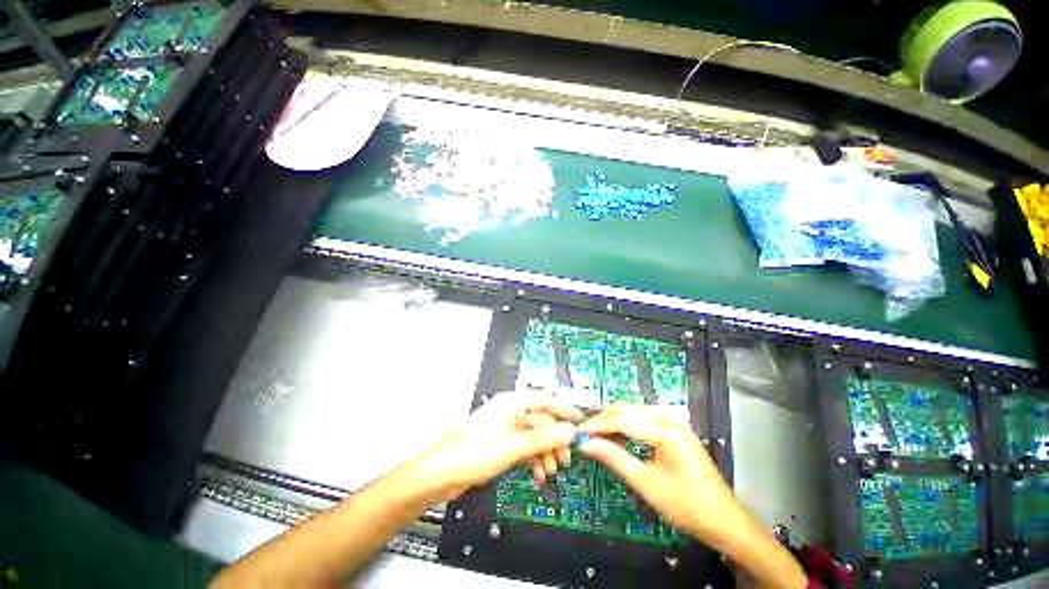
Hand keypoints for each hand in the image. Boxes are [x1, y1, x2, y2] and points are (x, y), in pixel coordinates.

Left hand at [414, 392, 582, 500]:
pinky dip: (533, 460)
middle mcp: (510, 412)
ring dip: (544, 453)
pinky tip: (538, 474)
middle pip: (540, 421)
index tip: (580, 421)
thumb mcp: (513, 447)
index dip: (563, 409)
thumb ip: (544, 439)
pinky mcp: (499, 444)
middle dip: (554, 440)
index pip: (544, 400)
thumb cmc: (474, 454)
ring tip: (552, 471)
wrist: (438, 475)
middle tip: (566, 459)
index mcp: (511, 403)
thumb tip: (570, 432)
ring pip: (533, 437)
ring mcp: (504, 429)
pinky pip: (523, 448)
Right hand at [577, 403, 745, 543]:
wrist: (724, 520)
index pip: (622, 420)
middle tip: (585, 435)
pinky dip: (626, 425)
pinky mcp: (674, 429)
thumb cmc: (686, 506)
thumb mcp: (646, 484)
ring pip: (634, 412)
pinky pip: (643, 419)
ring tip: (596, 435)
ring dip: (613, 421)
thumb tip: (585, 444)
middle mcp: (669, 418)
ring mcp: (673, 422)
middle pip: (627, 410)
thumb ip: (614, 458)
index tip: (577, 432)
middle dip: (603, 420)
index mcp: (666, 430)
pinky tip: (616, 435)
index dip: (597, 426)